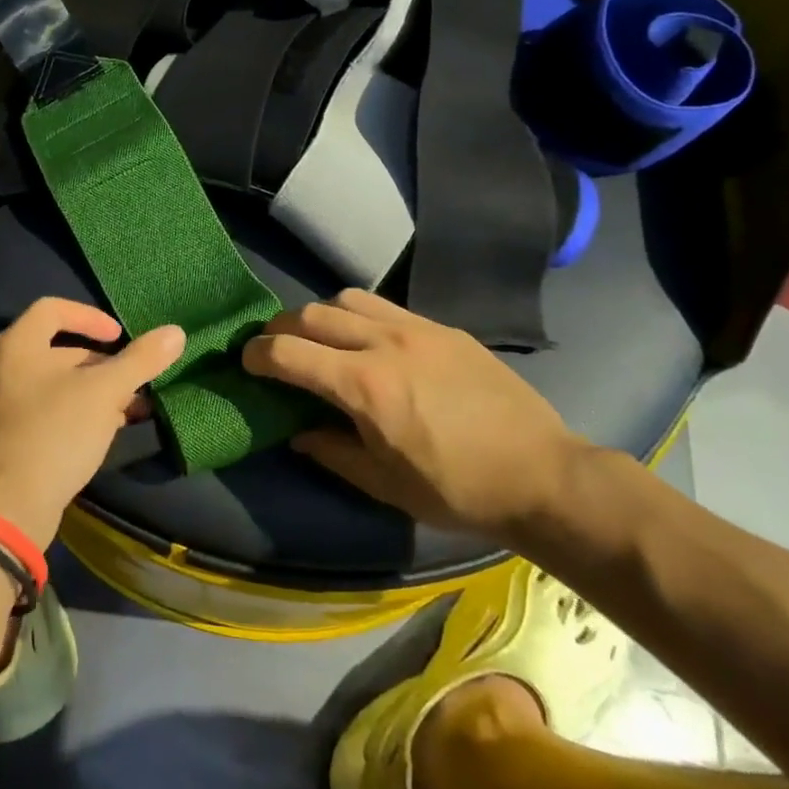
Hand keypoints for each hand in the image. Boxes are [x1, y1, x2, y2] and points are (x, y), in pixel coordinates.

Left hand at [0, 298, 183, 547]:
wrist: (6, 508)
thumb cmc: (55, 433)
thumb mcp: (105, 392)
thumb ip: (141, 360)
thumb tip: (176, 332)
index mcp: (16, 346)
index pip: (52, 309)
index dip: (89, 316)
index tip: (119, 337)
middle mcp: (0, 370)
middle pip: (56, 350)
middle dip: (100, 364)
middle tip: (132, 382)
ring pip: (54, 386)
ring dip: (93, 393)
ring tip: (128, 412)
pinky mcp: (4, 441)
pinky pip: (44, 414)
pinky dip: (75, 415)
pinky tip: (103, 435)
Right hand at [243, 288, 582, 539]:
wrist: (542, 474)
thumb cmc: (457, 490)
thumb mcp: (384, 484)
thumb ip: (331, 451)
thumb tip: (297, 433)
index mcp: (365, 386)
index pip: (288, 352)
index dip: (257, 355)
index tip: (246, 364)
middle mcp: (385, 343)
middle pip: (311, 314)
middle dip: (280, 328)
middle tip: (274, 350)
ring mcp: (417, 328)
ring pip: (347, 298)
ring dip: (320, 314)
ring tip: (320, 340)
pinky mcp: (443, 327)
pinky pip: (386, 305)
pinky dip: (359, 315)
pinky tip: (367, 341)